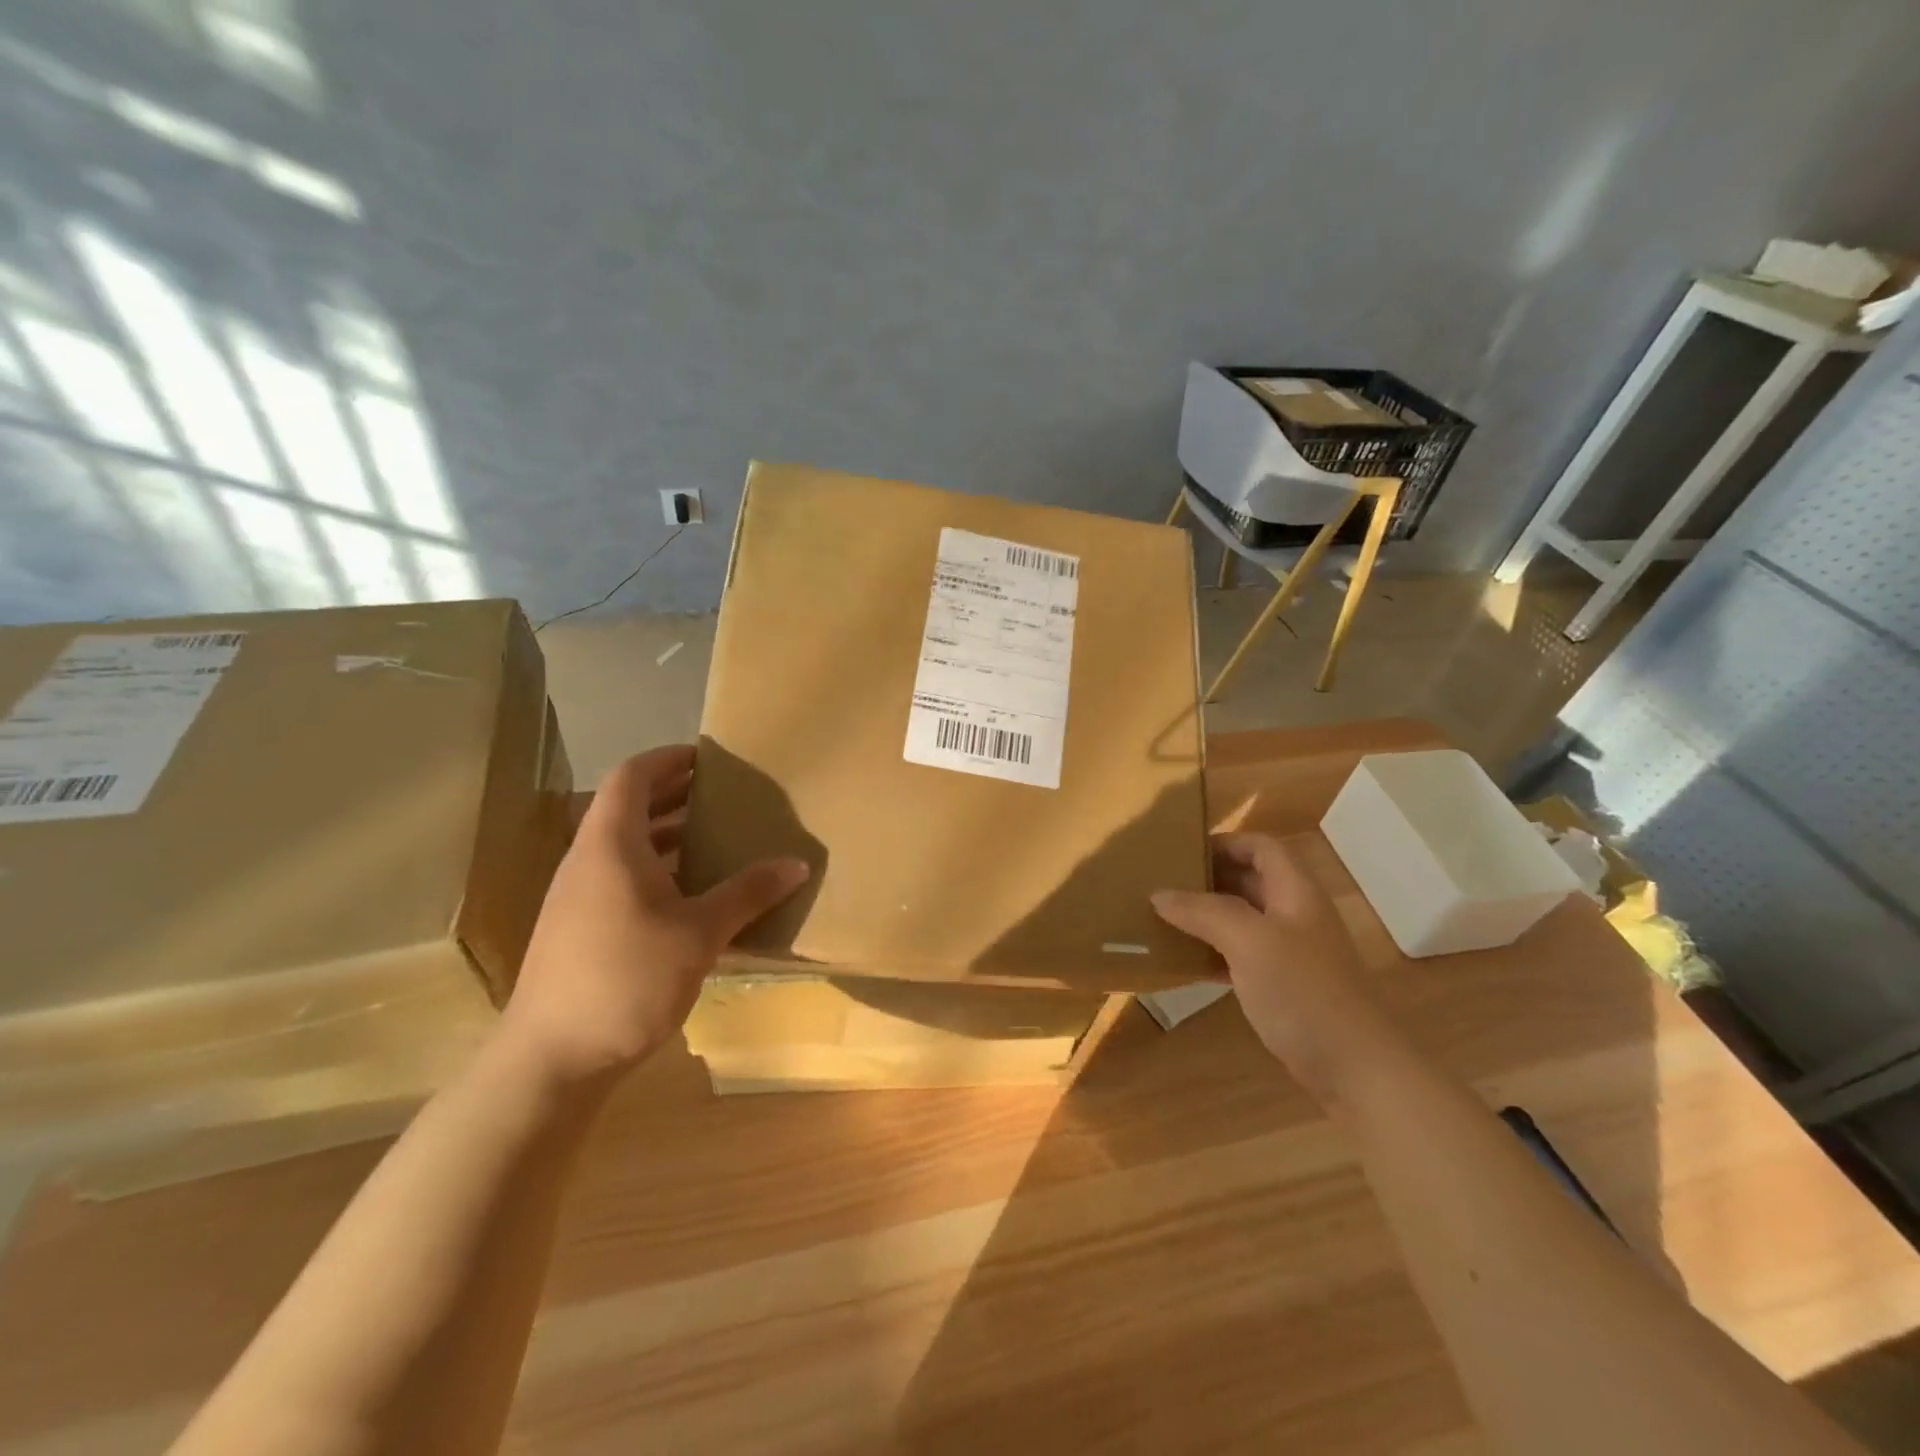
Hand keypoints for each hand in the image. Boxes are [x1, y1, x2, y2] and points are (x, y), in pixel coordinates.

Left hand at [500, 745, 809, 1083]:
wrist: (551, 1060)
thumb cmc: (627, 978)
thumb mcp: (700, 933)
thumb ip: (748, 892)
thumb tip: (797, 864)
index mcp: (610, 844)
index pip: (632, 776)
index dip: (669, 759)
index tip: (709, 757)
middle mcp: (588, 861)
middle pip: (628, 808)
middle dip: (676, 795)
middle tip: (725, 796)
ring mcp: (578, 898)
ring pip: (625, 847)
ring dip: (668, 836)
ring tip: (717, 840)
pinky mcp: (579, 930)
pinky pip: (621, 879)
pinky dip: (658, 871)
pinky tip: (693, 898)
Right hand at [1152, 833, 1391, 1104]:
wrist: (1355, 1068)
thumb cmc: (1304, 991)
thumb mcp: (1249, 941)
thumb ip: (1204, 911)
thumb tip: (1159, 894)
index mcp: (1296, 892)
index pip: (1261, 847)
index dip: (1225, 841)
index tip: (1182, 851)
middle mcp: (1295, 914)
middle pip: (1250, 880)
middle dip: (1208, 877)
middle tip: (1163, 882)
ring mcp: (1291, 952)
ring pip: (1242, 919)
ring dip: (1206, 915)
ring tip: (1164, 917)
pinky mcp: (1283, 986)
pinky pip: (1240, 955)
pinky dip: (1212, 951)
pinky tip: (1183, 961)